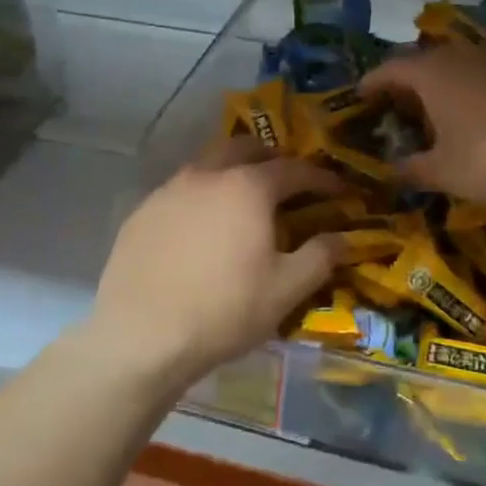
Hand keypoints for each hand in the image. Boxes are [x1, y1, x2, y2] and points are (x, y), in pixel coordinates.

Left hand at [88, 138, 344, 390]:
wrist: (140, 336)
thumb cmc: (224, 310)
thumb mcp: (286, 290)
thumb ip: (320, 257)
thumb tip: (344, 238)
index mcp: (247, 187)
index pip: (294, 169)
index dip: (322, 178)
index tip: (340, 190)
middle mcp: (207, 175)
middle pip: (245, 148)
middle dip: (272, 158)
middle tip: (288, 183)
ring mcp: (168, 190)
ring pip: (208, 164)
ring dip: (232, 171)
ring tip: (244, 200)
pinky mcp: (141, 212)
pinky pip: (180, 190)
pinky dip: (201, 196)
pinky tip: (201, 228)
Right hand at [362, 45, 485, 203]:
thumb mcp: (444, 171)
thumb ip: (412, 169)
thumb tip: (391, 171)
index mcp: (430, 74)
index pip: (389, 69)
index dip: (371, 83)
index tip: (359, 96)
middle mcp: (460, 58)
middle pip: (423, 64)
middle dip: (406, 84)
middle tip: (396, 108)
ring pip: (456, 69)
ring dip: (441, 87)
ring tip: (435, 113)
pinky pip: (483, 78)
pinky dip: (470, 93)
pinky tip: (477, 117)